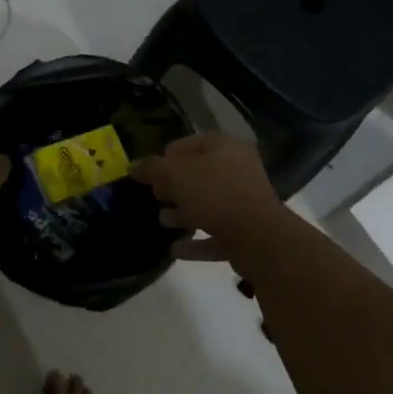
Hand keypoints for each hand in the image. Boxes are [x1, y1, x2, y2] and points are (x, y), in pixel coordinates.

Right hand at [132, 133, 291, 261]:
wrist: (259, 237)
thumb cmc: (215, 194)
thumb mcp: (175, 175)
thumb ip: (152, 168)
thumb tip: (133, 166)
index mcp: (224, 147)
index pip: (189, 143)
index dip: (166, 157)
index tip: (149, 174)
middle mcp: (238, 169)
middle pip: (199, 174)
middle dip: (174, 187)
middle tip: (156, 197)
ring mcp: (245, 201)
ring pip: (208, 204)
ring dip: (184, 213)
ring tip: (162, 221)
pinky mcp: (247, 232)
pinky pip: (216, 233)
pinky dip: (197, 241)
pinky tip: (176, 250)